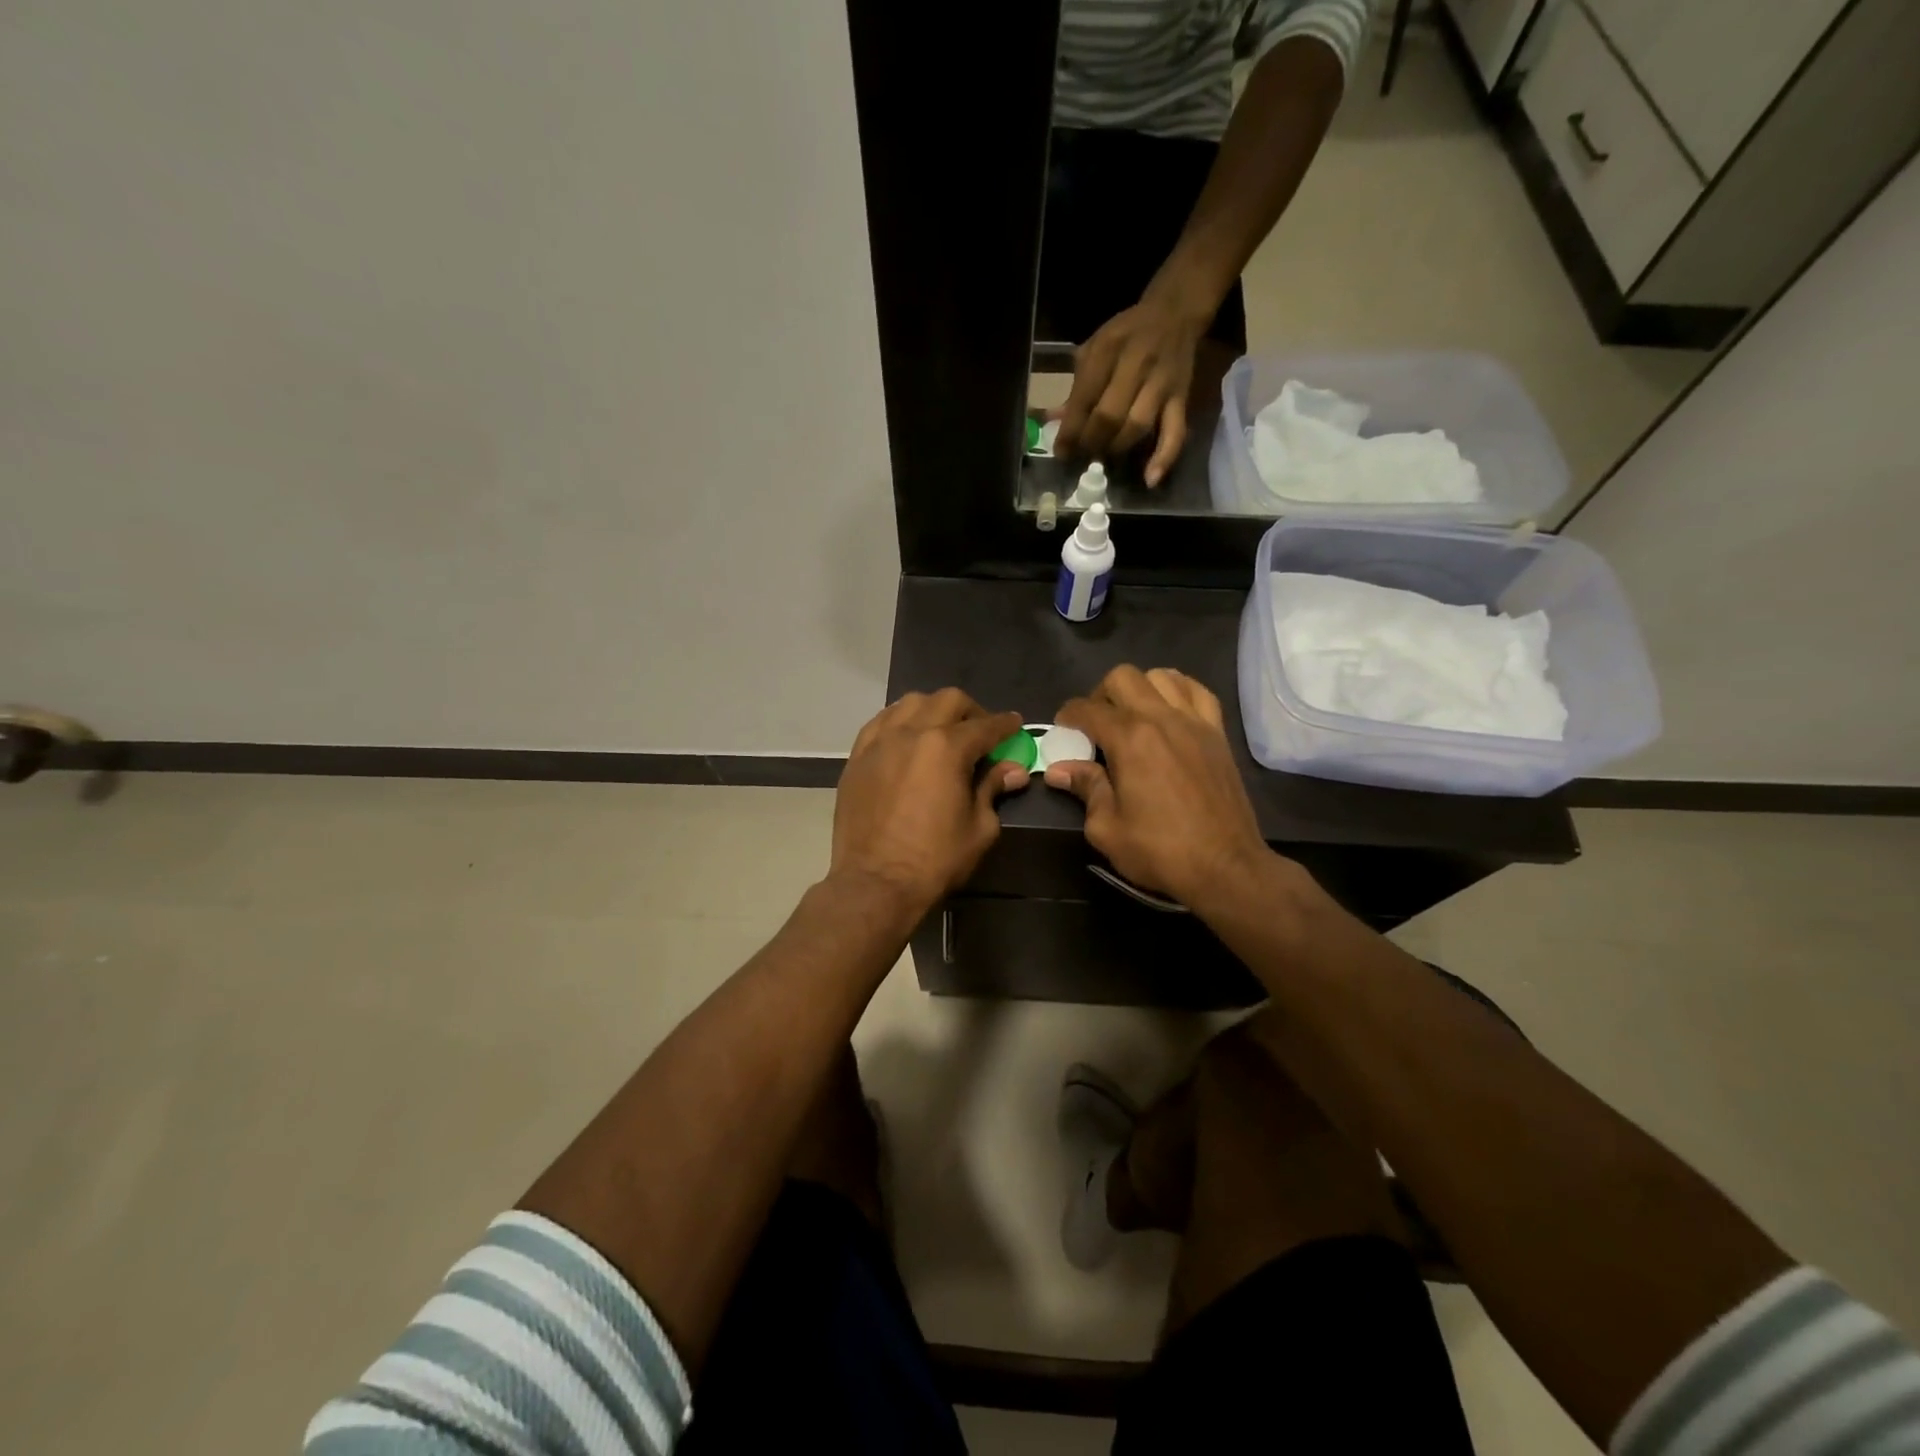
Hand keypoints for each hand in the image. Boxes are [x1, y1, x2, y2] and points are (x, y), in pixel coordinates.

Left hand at [830, 689, 1028, 915]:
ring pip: (910, 703)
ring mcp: (879, 742)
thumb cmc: (935, 860)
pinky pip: (881, 722)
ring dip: (933, 709)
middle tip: (980, 732)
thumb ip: (993, 789)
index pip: (985, 725)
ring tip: (941, 730)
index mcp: (947, 748)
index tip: (1015, 725)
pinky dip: (900, 722)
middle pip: (948, 701)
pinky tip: (907, 738)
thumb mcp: (979, 828)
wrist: (876, 883)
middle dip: (971, 711)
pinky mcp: (857, 757)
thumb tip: (1012, 770)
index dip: (1005, 725)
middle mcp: (912, 733)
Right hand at [1045, 666, 1269, 907]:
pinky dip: (1178, 690)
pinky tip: (1168, 710)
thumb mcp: (1107, 828)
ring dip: (1139, 689)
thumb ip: (1085, 789)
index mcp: (1130, 739)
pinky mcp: (1218, 733)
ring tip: (1132, 716)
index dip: (1068, 716)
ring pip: (1161, 676)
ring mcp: (1195, 722)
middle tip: (1096, 725)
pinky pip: (1197, 691)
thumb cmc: (1160, 851)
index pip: (1088, 709)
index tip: (1062, 730)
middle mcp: (1162, 718)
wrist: (1225, 867)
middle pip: (1122, 677)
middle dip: (1100, 694)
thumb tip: (1059, 769)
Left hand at [1053, 292, 1207, 486]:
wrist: (1174, 313)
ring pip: (1137, 426)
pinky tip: (1150, 479)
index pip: (1085, 398)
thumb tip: (1052, 421)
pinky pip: (1175, 432)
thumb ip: (1076, 386)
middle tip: (1082, 457)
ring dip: (1116, 449)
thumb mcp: (1094, 348)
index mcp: (1108, 349)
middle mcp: (1137, 365)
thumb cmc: (1126, 335)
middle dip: (1091, 443)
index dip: (1070, 430)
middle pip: (1109, 416)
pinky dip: (1164, 458)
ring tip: (1104, 460)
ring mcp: (1161, 383)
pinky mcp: (1181, 398)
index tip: (1061, 452)